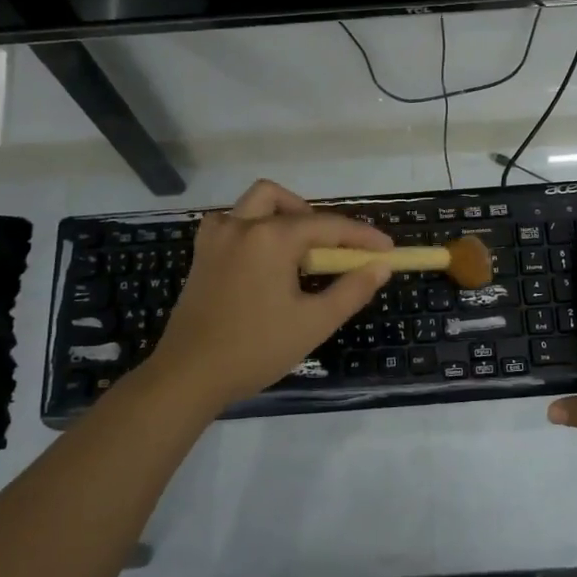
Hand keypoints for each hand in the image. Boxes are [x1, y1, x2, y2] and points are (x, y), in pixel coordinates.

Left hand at [146, 179, 393, 410]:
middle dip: (317, 220)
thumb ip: (352, 290)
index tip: (387, 250)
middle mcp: (242, 225)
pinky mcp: (202, 253)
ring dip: (283, 215)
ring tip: (299, 251)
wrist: (190, 374)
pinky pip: (232, 222)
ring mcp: (216, 237)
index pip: (328, 226)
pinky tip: (264, 258)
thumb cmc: (256, 349)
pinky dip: (254, 227)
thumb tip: (380, 267)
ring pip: (255, 203)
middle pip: (286, 202)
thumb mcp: (314, 322)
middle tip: (334, 251)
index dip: (362, 237)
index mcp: (271, 238)